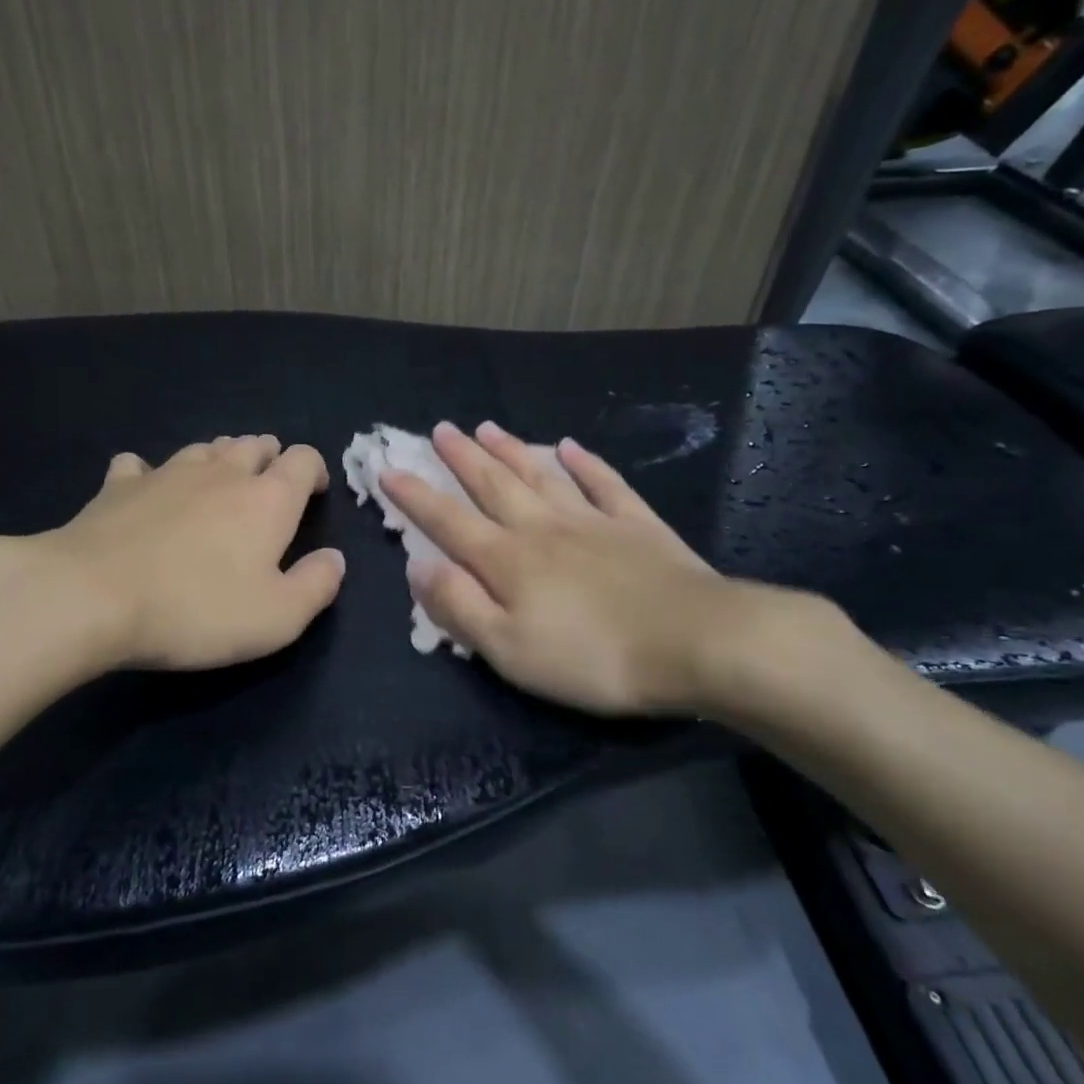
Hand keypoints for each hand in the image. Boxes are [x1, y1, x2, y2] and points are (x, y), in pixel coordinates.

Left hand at [34, 435, 345, 670]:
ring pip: (205, 448)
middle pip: (255, 444)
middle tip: (267, 488)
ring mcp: (167, 472)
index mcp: (268, 499)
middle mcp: (222, 472)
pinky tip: (145, 489)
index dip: (315, 470)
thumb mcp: (277, 618)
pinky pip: (140, 465)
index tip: (314, 494)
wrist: (93, 596)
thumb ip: (317, 585)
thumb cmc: (197, 609)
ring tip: (218, 484)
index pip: (304, 459)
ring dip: (220, 459)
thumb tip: (335, 559)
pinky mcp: (119, 485)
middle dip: (269, 458)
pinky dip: (150, 473)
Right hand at [380, 421, 791, 717]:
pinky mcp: (637, 526)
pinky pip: (604, 484)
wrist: (695, 642)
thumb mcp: (509, 649)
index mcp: (507, 560)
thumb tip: (418, 566)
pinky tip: (570, 447)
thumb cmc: (592, 656)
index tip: (388, 469)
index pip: (448, 521)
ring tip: (487, 427)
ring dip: (511, 450)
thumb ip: (459, 606)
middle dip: (461, 457)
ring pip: (541, 475)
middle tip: (439, 429)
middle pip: (493, 485)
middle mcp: (542, 528)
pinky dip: (585, 463)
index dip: (415, 496)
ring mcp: (592, 521)